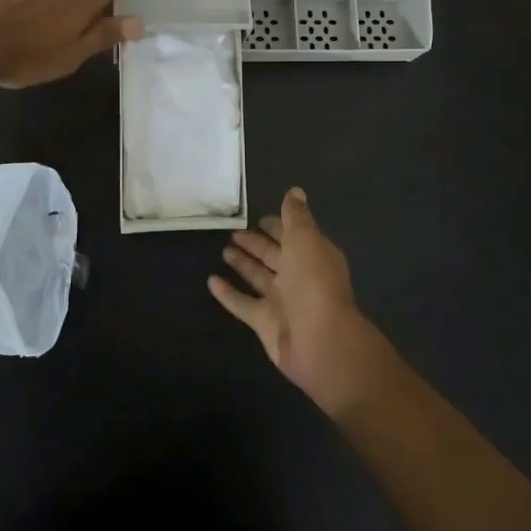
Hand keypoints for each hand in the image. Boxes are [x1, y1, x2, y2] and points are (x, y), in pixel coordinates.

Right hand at [210, 188, 391, 416]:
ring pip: (258, 277)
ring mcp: (281, 301)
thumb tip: (295, 191)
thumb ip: (296, 216)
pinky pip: (242, 304)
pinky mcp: (264, 322)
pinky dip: (228, 294)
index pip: (293, 235)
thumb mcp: (305, 239)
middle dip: (256, 243)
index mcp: (312, 255)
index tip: (258, 216)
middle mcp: (298, 276)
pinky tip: (210, 281)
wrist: (319, 340)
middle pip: (274, 255)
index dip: (278, 225)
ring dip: (243, 264)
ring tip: (223, 250)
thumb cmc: (313, 282)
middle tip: (233, 232)